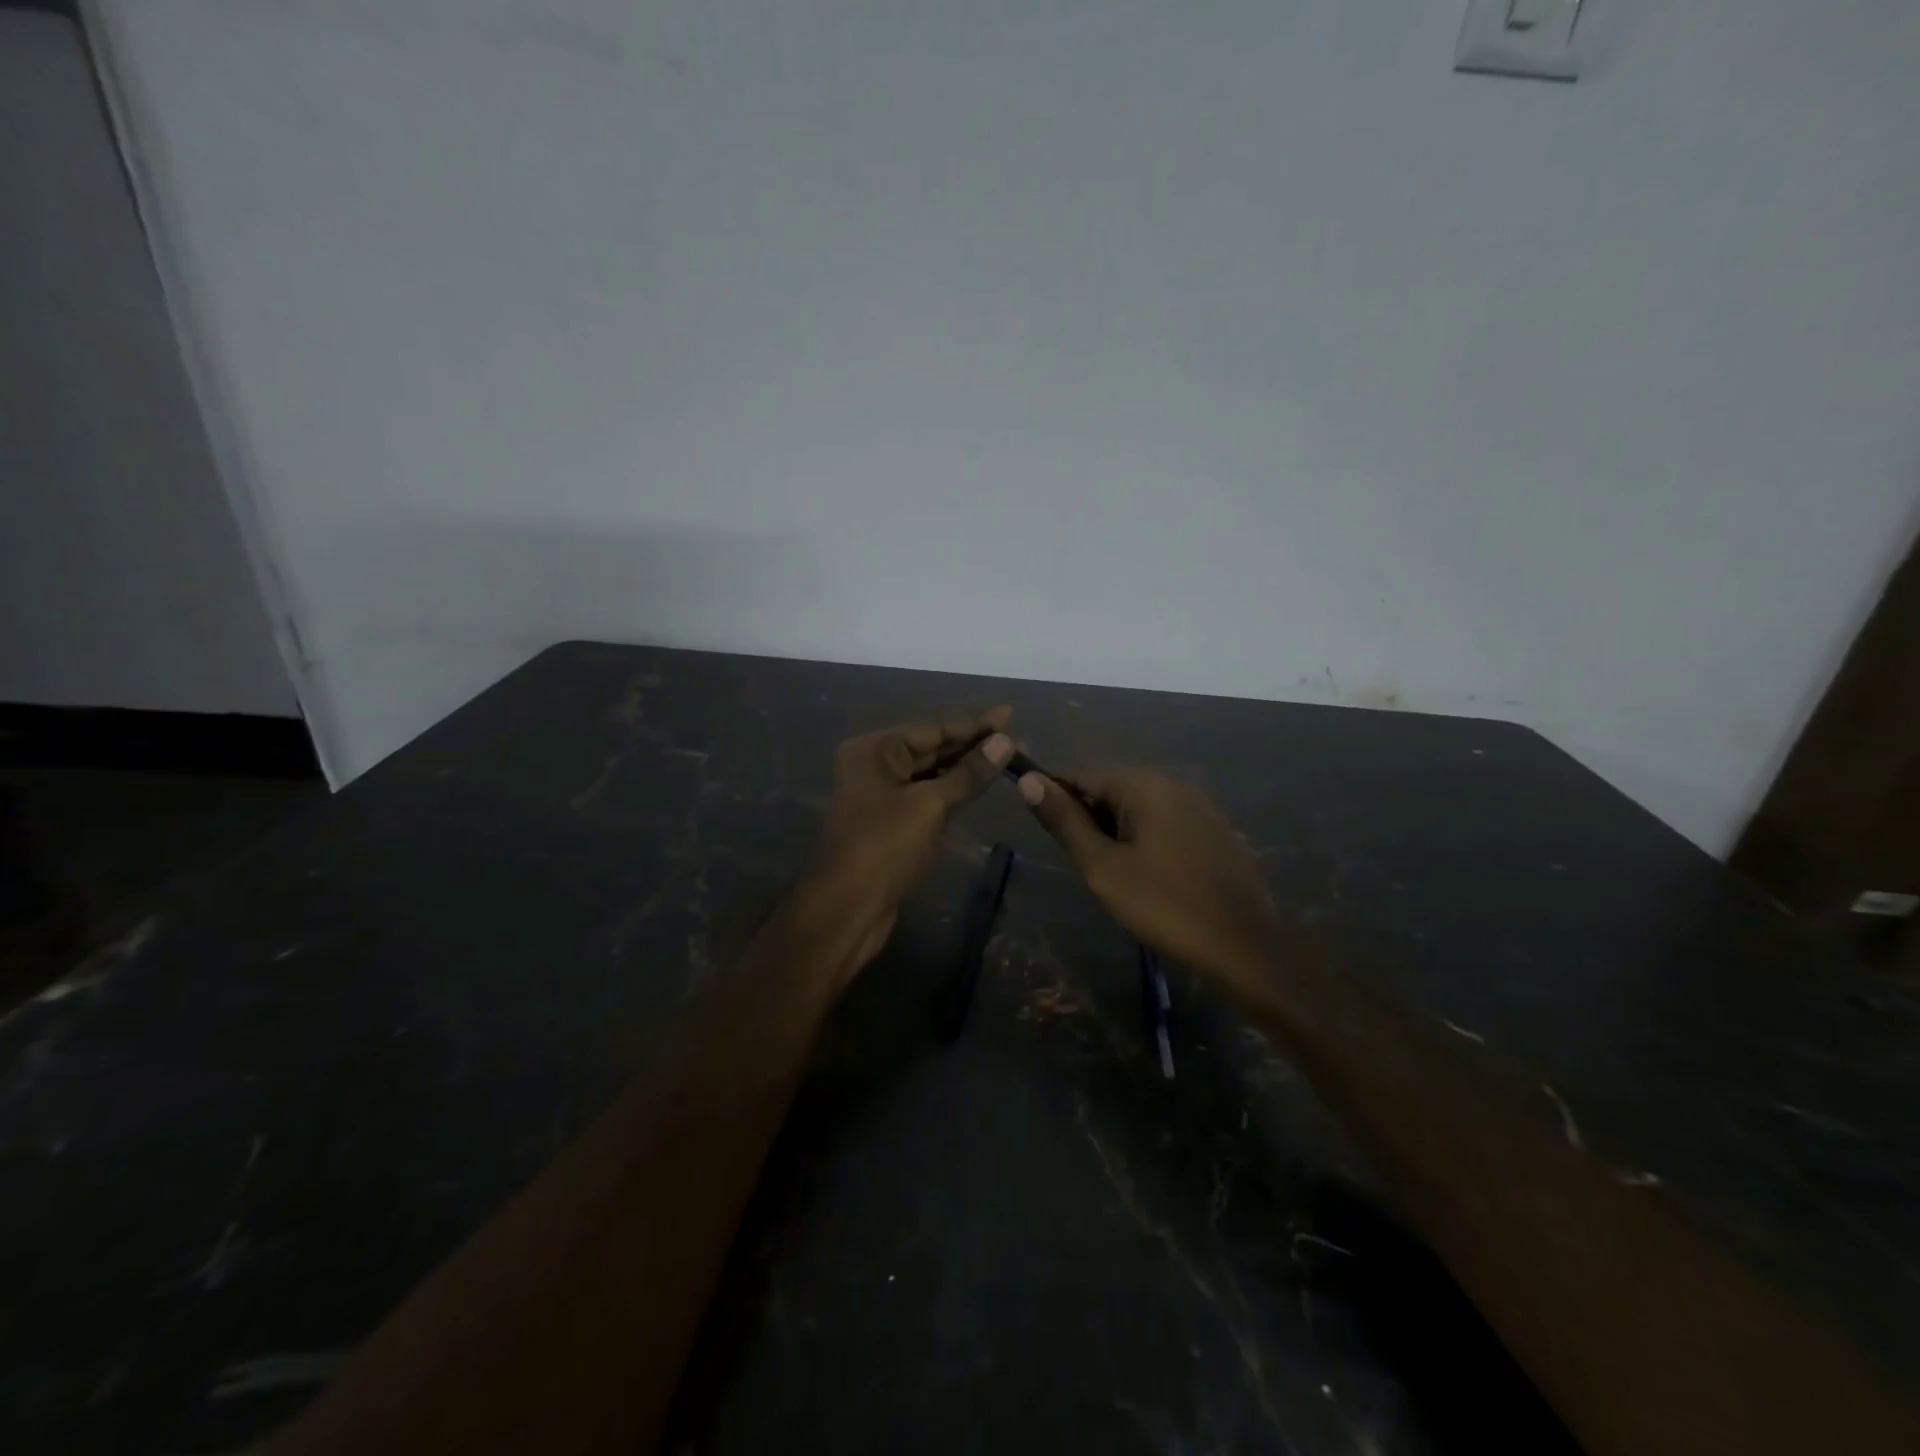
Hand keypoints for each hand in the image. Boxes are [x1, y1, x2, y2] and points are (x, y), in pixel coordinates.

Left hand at [811, 707, 1014, 973]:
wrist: (847, 909)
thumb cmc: (885, 847)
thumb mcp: (930, 805)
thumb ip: (968, 773)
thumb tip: (1005, 741)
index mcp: (874, 750)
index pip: (933, 729)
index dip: (974, 724)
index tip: (1010, 714)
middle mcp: (874, 765)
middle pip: (931, 748)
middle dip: (973, 745)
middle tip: (1017, 738)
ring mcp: (882, 795)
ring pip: (931, 774)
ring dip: (966, 768)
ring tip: (1008, 757)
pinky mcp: (892, 823)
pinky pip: (928, 796)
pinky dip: (954, 791)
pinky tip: (981, 784)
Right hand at [1018, 767, 1281, 994]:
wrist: (1245, 945)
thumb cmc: (1164, 904)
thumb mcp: (1102, 867)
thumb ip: (1065, 821)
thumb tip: (1028, 780)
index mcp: (1144, 784)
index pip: (1082, 776)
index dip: (1058, 801)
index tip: (1050, 837)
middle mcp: (1173, 783)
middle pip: (1112, 790)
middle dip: (1090, 821)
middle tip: (1087, 867)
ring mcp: (1200, 806)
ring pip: (1139, 809)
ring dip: (1118, 834)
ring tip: (1116, 877)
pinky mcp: (1216, 830)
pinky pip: (1166, 824)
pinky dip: (1147, 842)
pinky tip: (1151, 878)